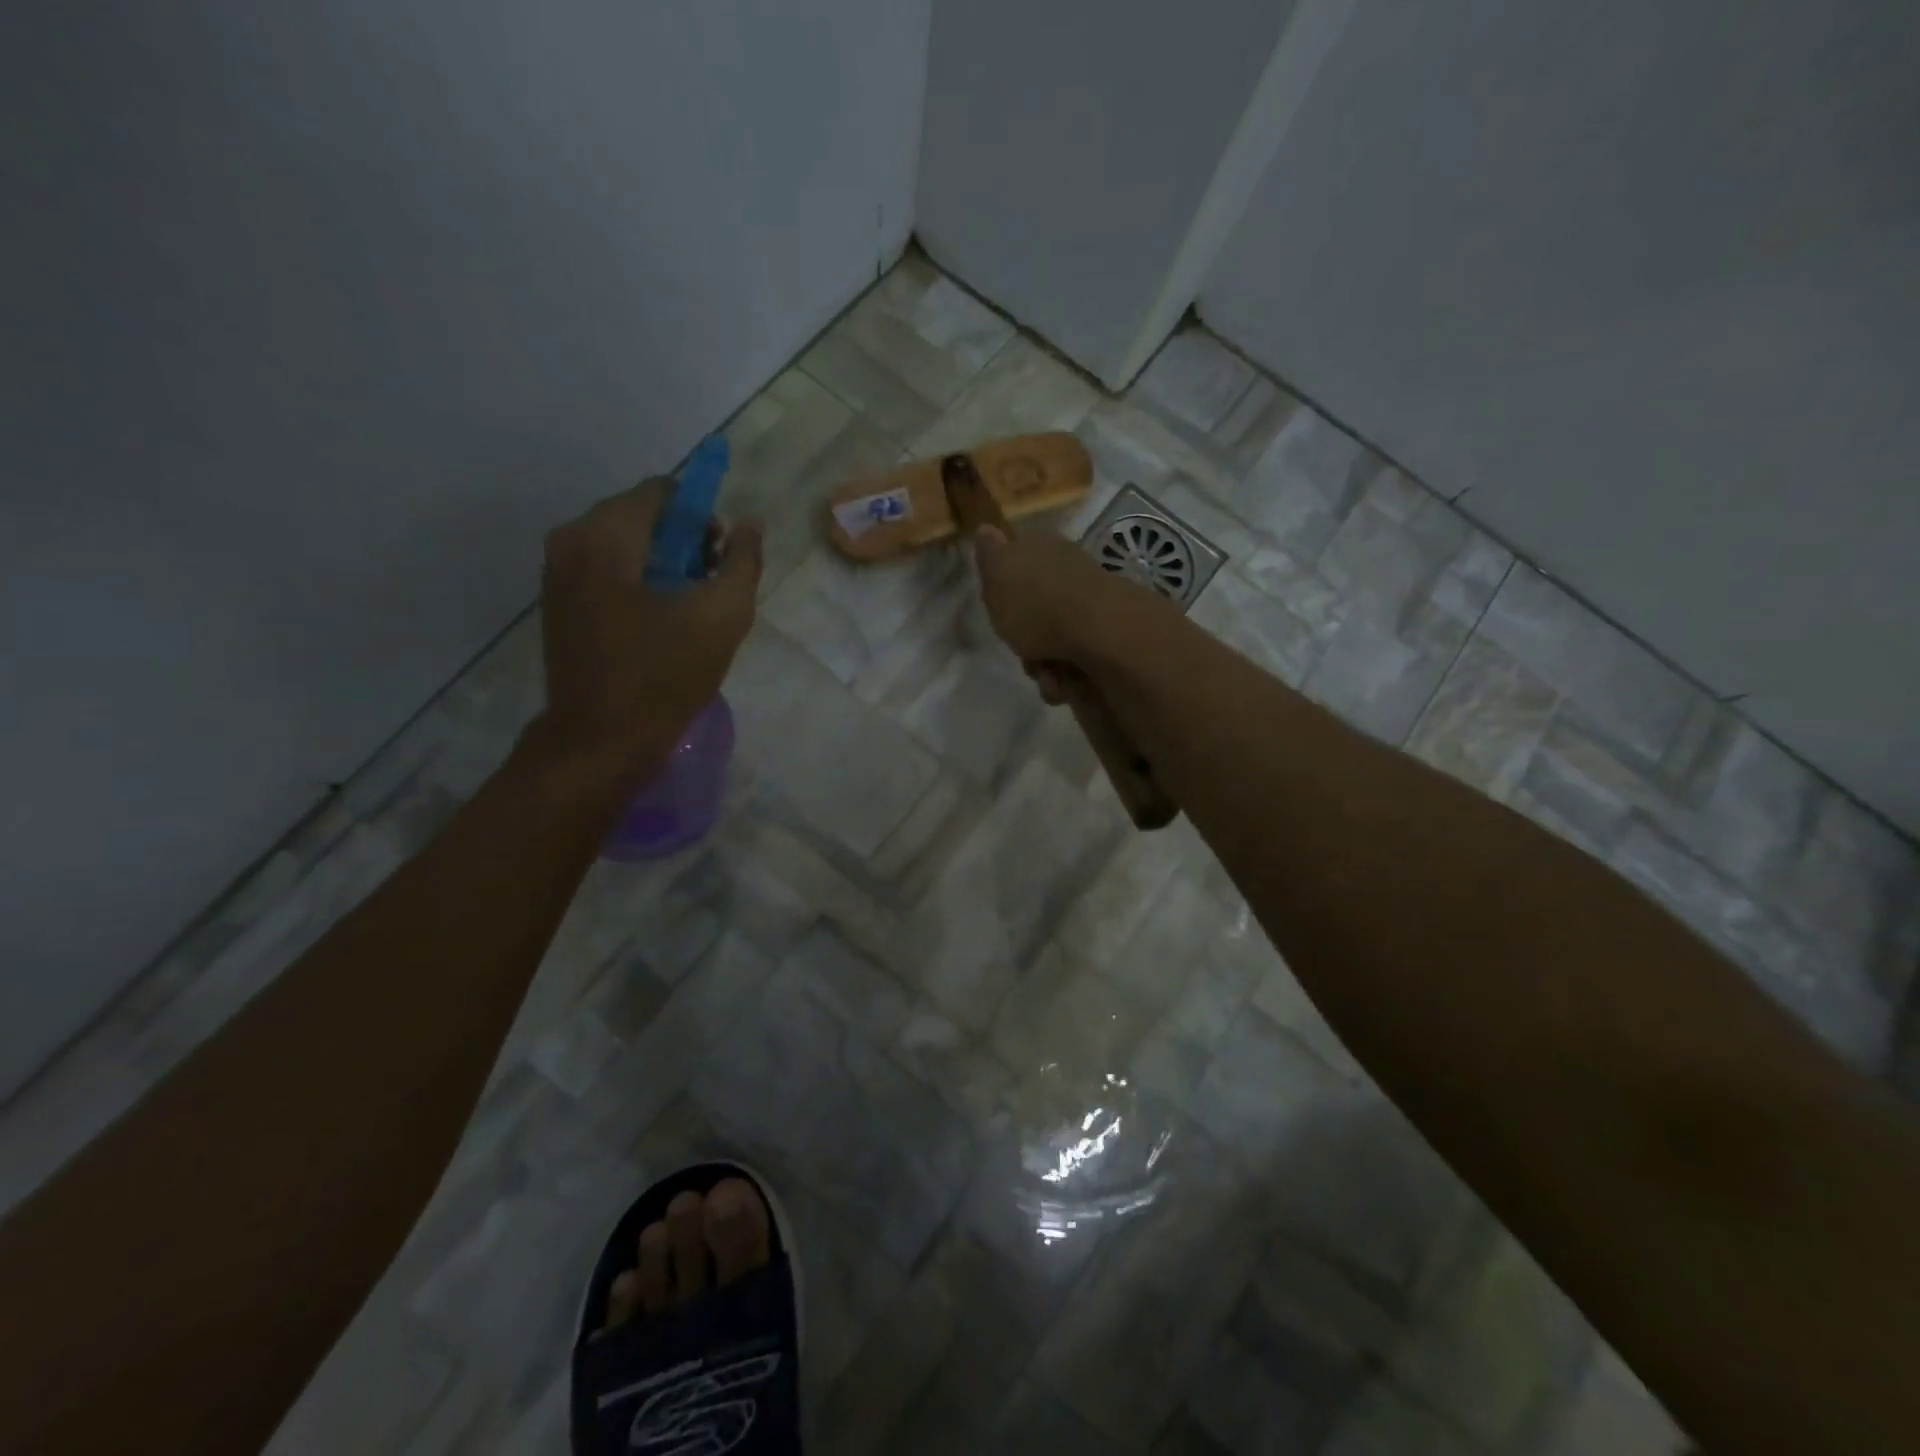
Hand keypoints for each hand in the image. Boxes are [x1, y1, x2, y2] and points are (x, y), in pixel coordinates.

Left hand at [536, 478, 761, 782]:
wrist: (602, 741)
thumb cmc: (664, 676)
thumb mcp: (722, 616)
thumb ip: (743, 562)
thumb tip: (748, 525)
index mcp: (604, 535)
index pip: (664, 492)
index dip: (704, 518)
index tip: (721, 560)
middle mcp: (571, 541)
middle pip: (643, 516)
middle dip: (685, 543)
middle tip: (709, 590)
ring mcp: (558, 572)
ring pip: (626, 544)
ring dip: (665, 565)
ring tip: (689, 612)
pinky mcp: (559, 602)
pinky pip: (609, 571)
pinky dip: (640, 583)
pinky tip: (660, 624)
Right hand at [972, 525, 1150, 698]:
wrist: (1098, 632)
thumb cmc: (1037, 603)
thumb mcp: (997, 574)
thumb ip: (989, 555)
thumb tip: (986, 528)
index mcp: (1043, 550)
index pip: (1017, 566)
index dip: (1005, 594)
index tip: (999, 612)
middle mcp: (1068, 574)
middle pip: (1034, 613)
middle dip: (1024, 641)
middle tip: (1022, 651)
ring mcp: (1090, 607)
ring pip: (1053, 642)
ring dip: (1043, 666)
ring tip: (1047, 675)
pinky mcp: (1107, 638)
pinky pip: (1076, 662)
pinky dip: (1066, 677)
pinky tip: (1065, 682)